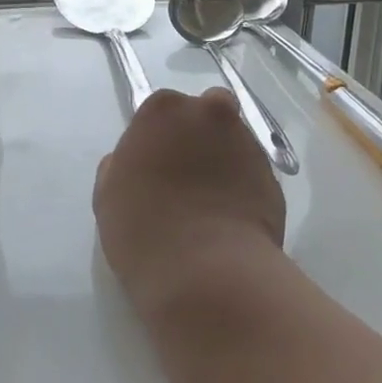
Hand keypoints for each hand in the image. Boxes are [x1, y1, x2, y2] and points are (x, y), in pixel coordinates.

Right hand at [94, 87, 284, 316]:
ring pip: (233, 142)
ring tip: (210, 204)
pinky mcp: (272, 176)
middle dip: (198, 137)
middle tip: (185, 178)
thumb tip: (136, 160)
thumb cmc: (144, 230)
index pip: (161, 111)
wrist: (207, 272)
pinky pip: (252, 174)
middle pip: (205, 114)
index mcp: (164, 110)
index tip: (155, 167)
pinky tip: (230, 219)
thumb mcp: (108, 195)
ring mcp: (246, 143)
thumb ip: (121, 165)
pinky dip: (243, 187)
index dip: (158, 138)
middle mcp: (210, 113)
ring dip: (223, 160)